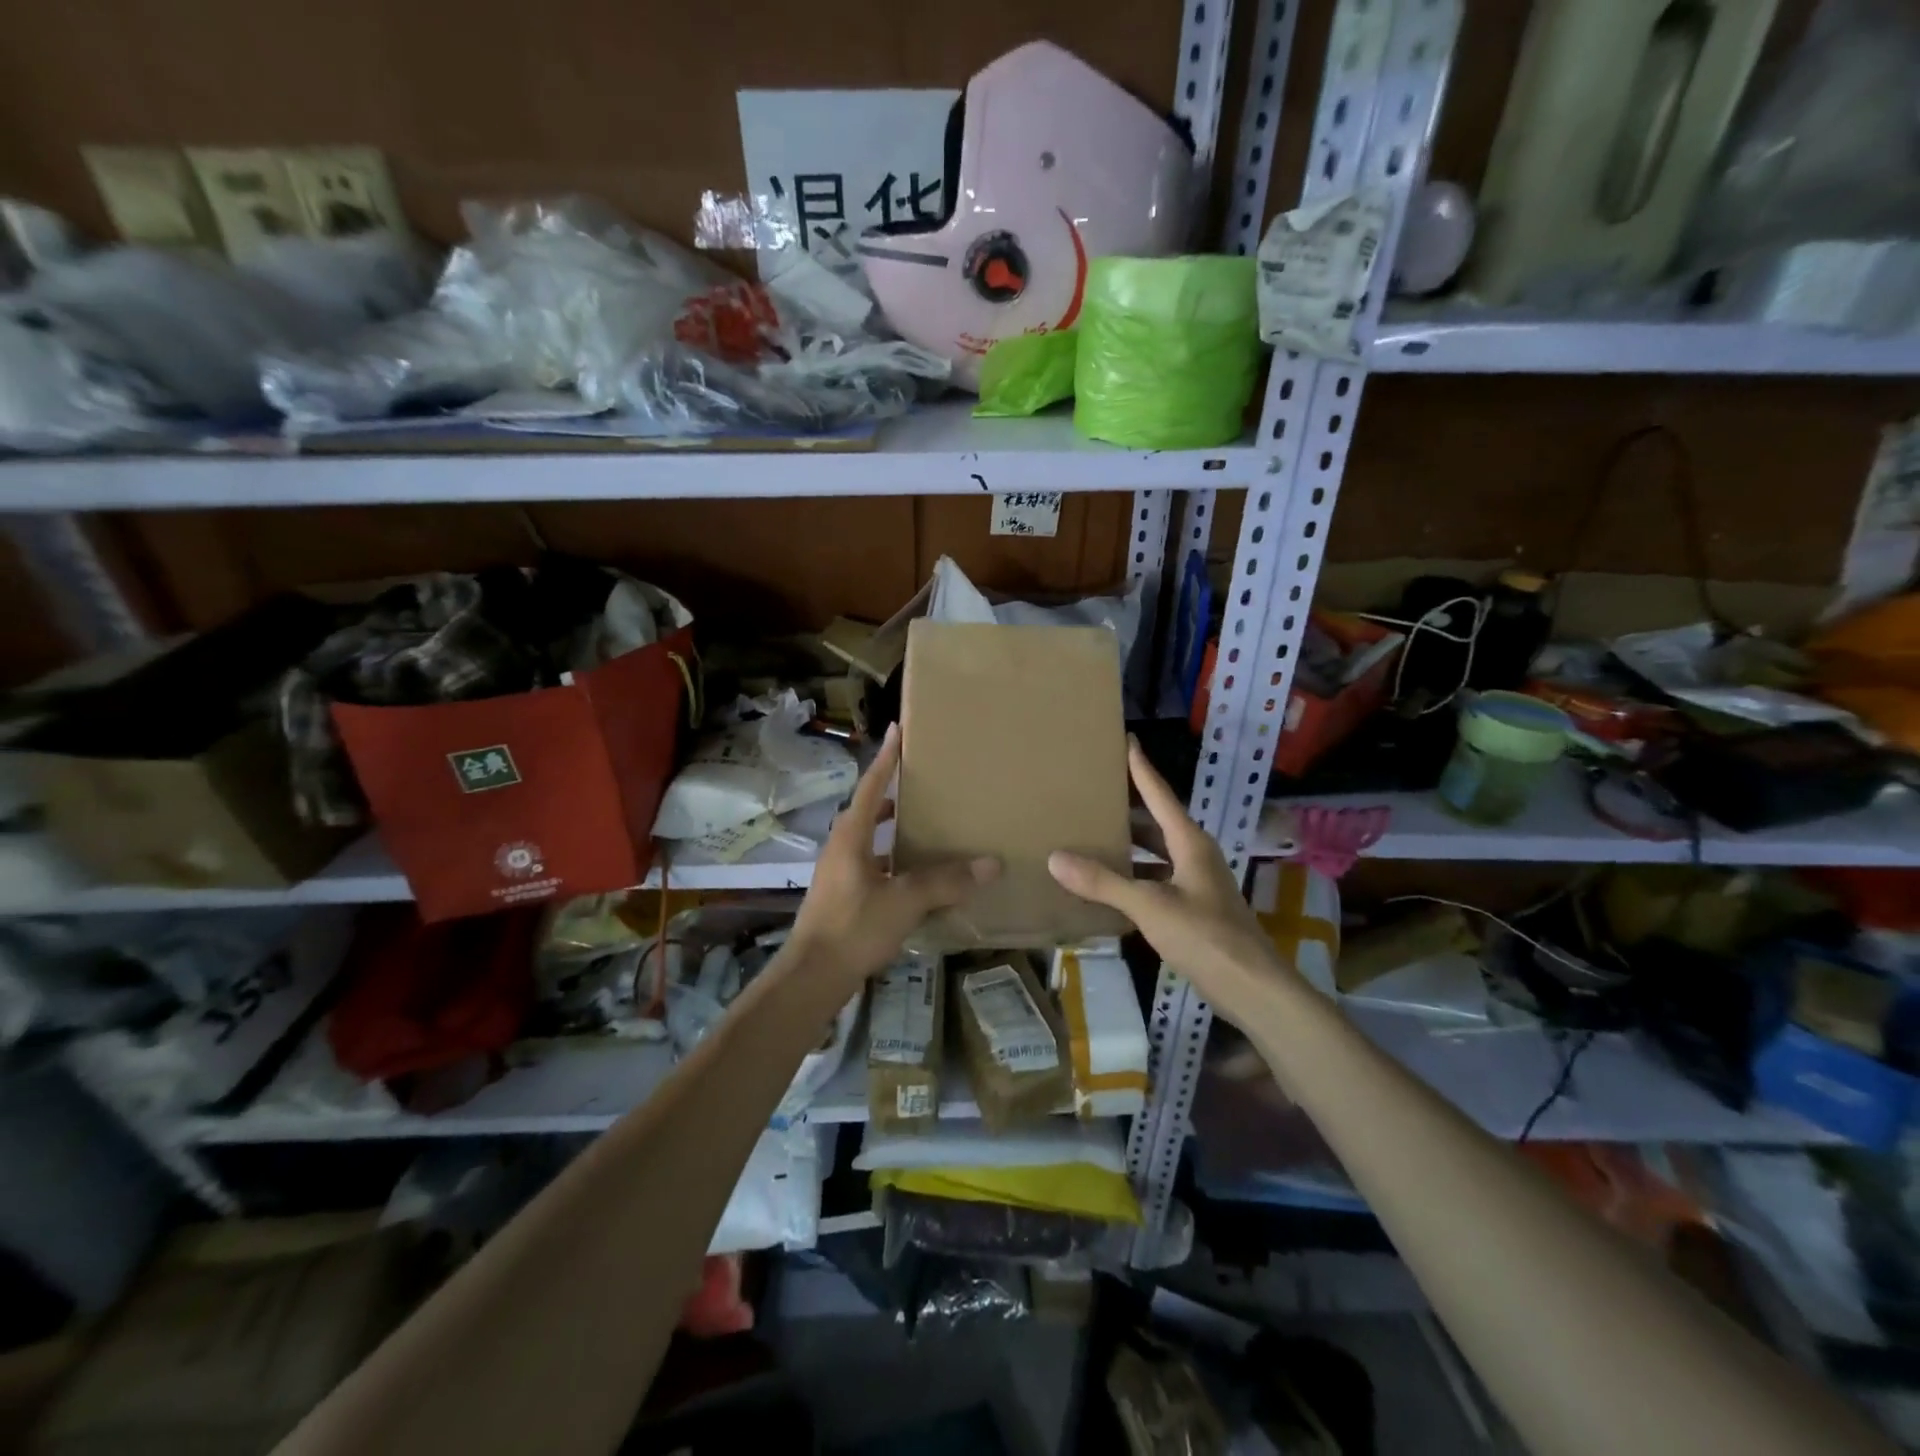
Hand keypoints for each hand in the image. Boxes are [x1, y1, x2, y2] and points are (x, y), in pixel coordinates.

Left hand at [789, 723, 997, 995]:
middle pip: (870, 810)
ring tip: (931, 823)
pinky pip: (876, 865)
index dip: (887, 758)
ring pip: (873, 840)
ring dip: (897, 830)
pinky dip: (897, 861)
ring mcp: (841, 873)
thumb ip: (946, 882)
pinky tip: (921, 874)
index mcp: (850, 836)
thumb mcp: (904, 902)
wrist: (812, 978)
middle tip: (927, 780)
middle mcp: (842, 847)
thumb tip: (991, 863)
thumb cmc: (853, 928)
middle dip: (895, 793)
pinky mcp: (845, 897)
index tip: (898, 729)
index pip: (871, 786)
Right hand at [1048, 738, 1294, 1023]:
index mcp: (1189, 842)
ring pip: (1155, 854)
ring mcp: (1196, 883)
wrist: (1252, 988)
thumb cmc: (1205, 936)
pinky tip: (1108, 886)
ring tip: (1091, 836)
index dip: (1141, 767)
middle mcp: (1194, 855)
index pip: (1159, 794)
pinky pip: (1156, 880)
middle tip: (1092, 793)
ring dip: (1128, 847)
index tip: (1127, 740)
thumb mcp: (1149, 906)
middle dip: (1126, 808)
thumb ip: (1103, 883)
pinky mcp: (1194, 909)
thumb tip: (1055, 857)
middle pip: (1155, 822)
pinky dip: (1133, 878)